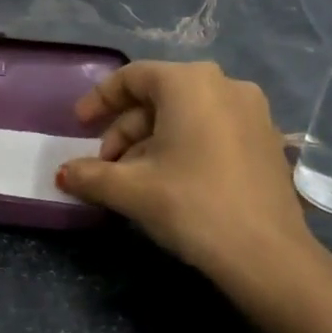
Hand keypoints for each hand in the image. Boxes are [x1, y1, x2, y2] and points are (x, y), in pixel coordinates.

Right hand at [56, 61, 319, 304]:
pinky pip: (212, 130)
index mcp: (190, 83)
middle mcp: (226, 85)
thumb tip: (64, 174)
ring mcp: (253, 113)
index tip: (79, 126)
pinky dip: (183, 147)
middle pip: (159, 98)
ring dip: (150, 142)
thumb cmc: (191, 205)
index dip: (99, 99)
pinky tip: (170, 183)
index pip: (133, 77)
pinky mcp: (267, 141)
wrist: (267, 255)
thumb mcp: (130, 189)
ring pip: (186, 116)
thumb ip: (90, 175)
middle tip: (105, 166)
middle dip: (125, 131)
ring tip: (133, 180)